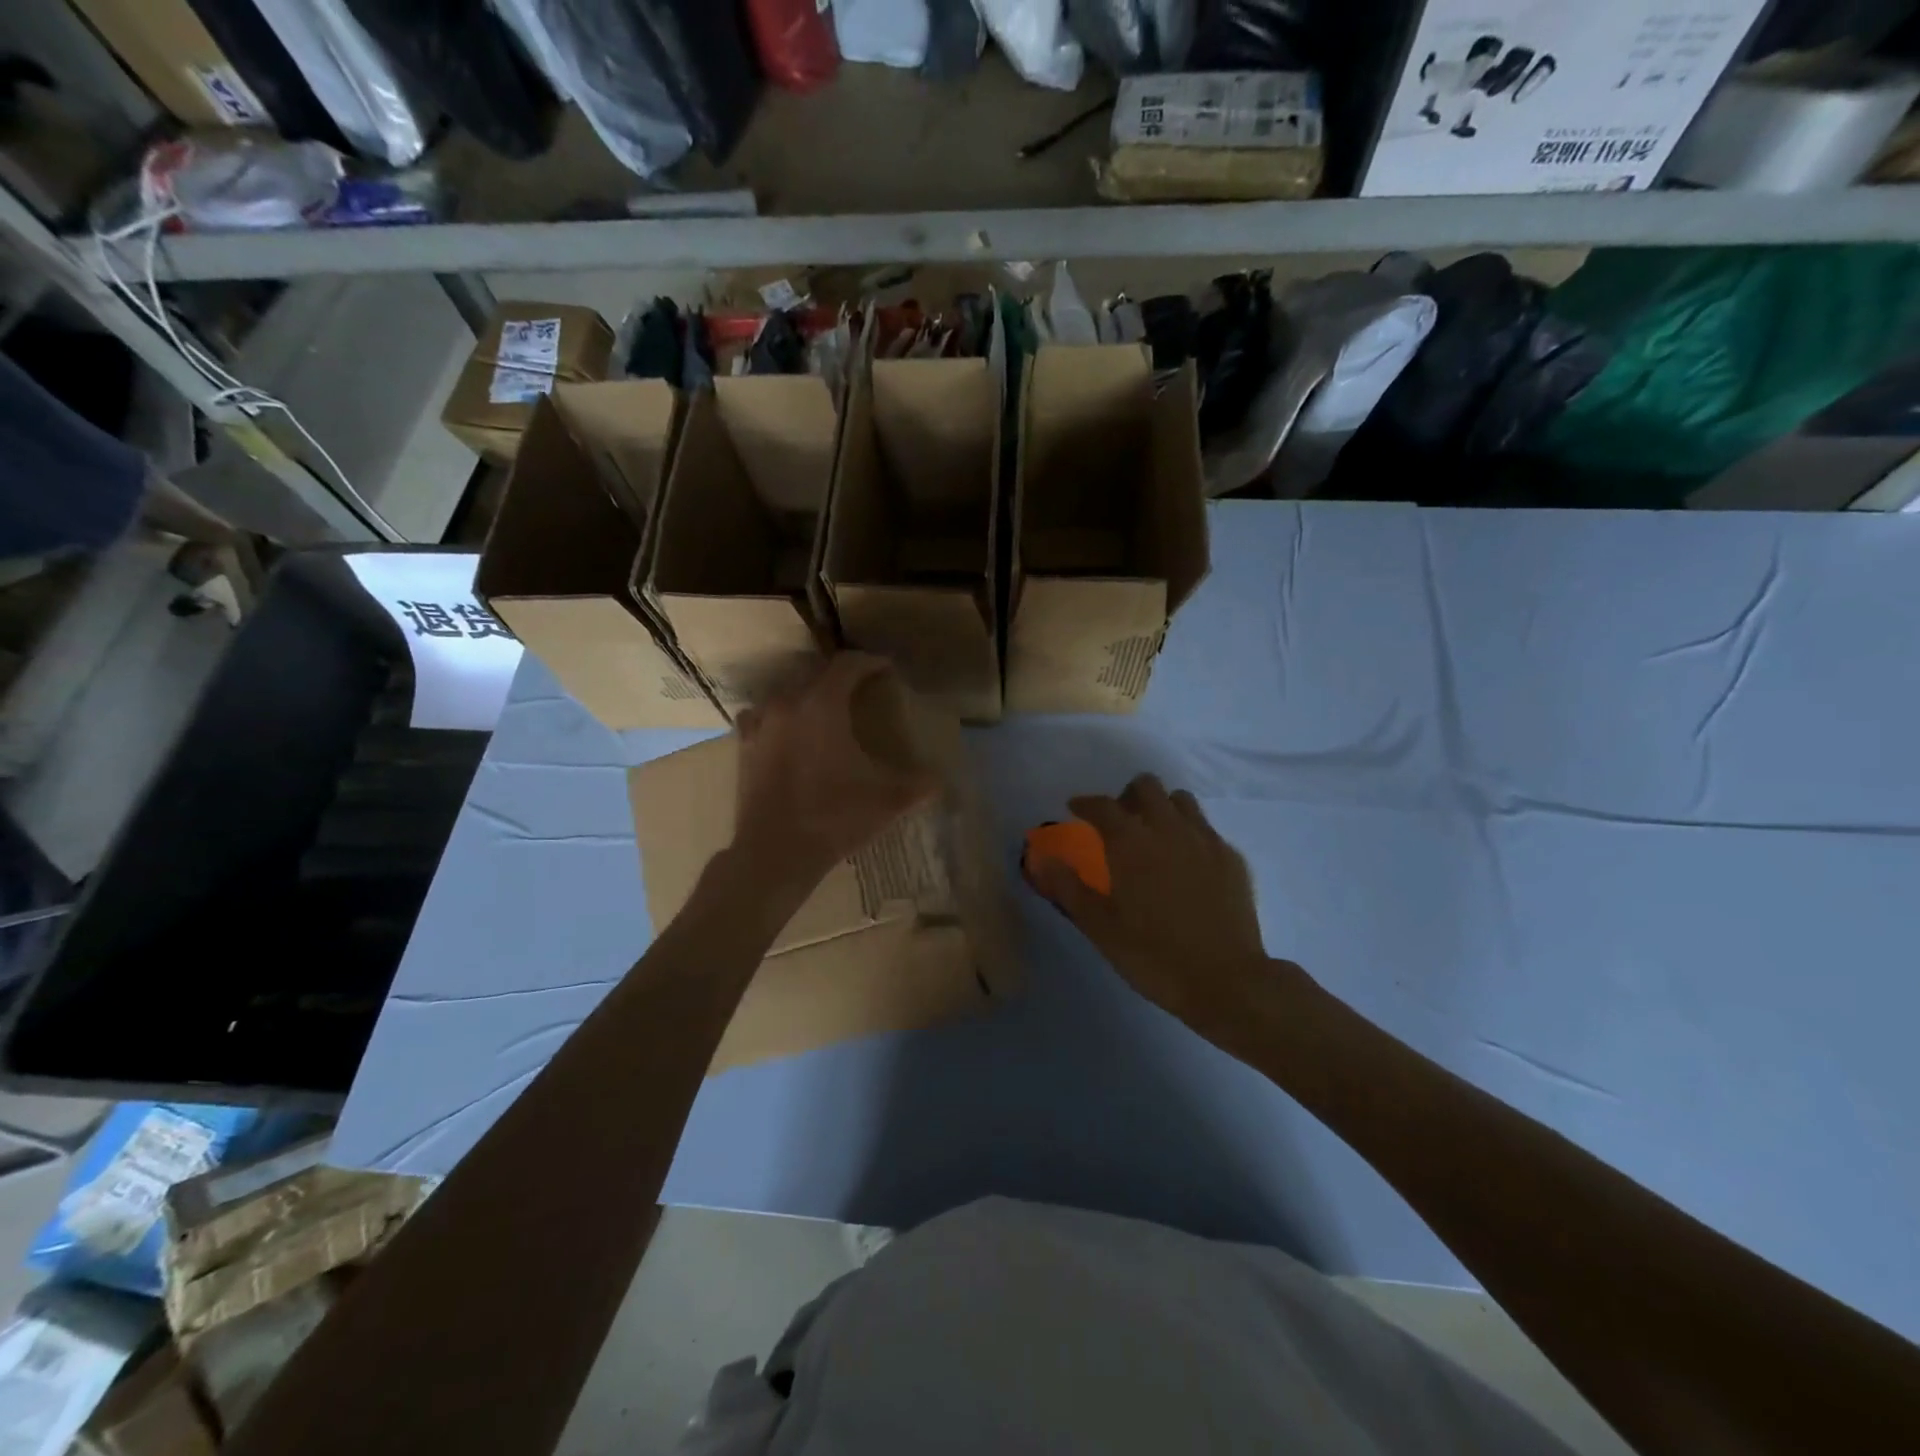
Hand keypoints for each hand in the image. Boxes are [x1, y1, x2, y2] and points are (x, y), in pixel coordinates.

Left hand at [729, 653, 938, 898]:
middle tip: (862, 690)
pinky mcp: (743, 746)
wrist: (775, 853)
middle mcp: (787, 703)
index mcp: (822, 705)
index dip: (870, 662)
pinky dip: (779, 715)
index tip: (886, 669)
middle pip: (816, 673)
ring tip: (827, 710)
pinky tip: (788, 732)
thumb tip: (939, 780)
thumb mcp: (888, 801)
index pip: (848, 665)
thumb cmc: (834, 818)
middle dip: (841, 677)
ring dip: (809, 694)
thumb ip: (919, 785)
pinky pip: (762, 715)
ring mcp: (760, 724)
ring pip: (787, 692)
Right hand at [1027, 774, 1278, 1033]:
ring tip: (1153, 835)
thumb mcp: (1100, 928)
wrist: (1226, 981)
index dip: (1085, 803)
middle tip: (1118, 822)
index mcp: (1131, 843)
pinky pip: (1205, 828)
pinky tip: (1186, 862)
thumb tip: (1042, 859)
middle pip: (1147, 786)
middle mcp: (1169, 829)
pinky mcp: (1231, 858)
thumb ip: (1069, 888)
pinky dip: (1189, 833)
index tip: (1075, 808)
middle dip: (1127, 796)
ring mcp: (1205, 840)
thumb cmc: (1154, 956)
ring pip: (1181, 800)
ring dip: (1161, 807)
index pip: (1103, 806)